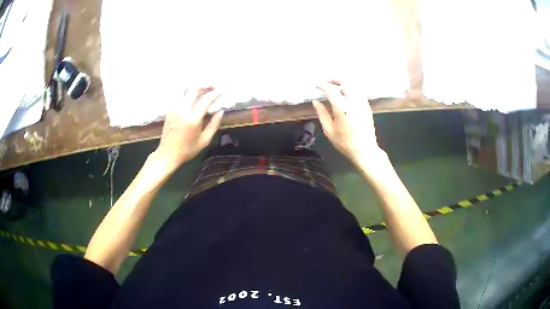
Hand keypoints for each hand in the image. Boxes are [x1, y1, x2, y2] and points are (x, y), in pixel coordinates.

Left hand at [154, 86, 223, 171]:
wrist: (167, 154)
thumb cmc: (187, 150)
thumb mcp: (205, 140)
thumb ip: (214, 124)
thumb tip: (221, 111)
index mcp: (192, 118)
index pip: (206, 99)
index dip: (216, 92)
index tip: (223, 89)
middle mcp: (182, 109)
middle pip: (194, 87)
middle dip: (206, 84)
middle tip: (214, 87)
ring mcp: (174, 108)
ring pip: (185, 88)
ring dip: (196, 87)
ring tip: (204, 90)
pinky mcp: (170, 109)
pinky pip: (180, 95)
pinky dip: (188, 92)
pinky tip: (194, 97)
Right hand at [313, 81, 386, 170]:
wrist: (365, 150)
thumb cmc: (345, 142)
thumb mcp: (329, 129)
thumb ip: (322, 113)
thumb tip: (315, 101)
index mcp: (342, 106)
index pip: (330, 89)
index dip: (321, 85)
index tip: (315, 84)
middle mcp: (353, 100)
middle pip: (345, 82)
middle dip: (334, 79)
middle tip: (327, 83)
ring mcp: (362, 102)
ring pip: (353, 85)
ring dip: (344, 84)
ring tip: (336, 88)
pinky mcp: (367, 106)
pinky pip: (358, 92)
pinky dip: (351, 90)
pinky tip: (346, 96)